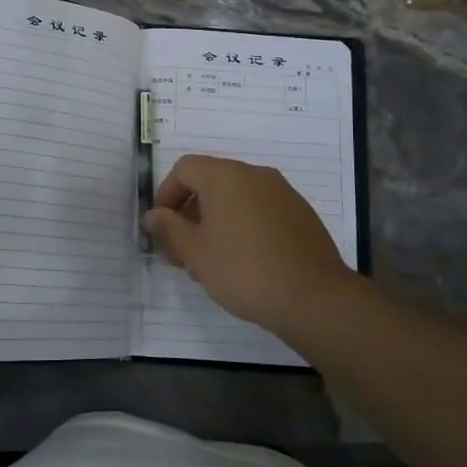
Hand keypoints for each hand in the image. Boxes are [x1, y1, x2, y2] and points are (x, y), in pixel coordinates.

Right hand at [143, 154, 357, 339]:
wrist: (313, 298)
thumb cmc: (243, 270)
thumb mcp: (195, 253)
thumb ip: (169, 229)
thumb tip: (153, 215)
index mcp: (226, 176)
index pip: (185, 169)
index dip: (166, 195)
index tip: (162, 228)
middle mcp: (255, 174)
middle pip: (211, 181)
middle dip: (190, 211)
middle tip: (182, 249)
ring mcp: (282, 193)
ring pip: (236, 197)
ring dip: (216, 220)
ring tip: (211, 260)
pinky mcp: (300, 214)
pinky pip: (260, 210)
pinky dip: (243, 226)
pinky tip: (243, 261)